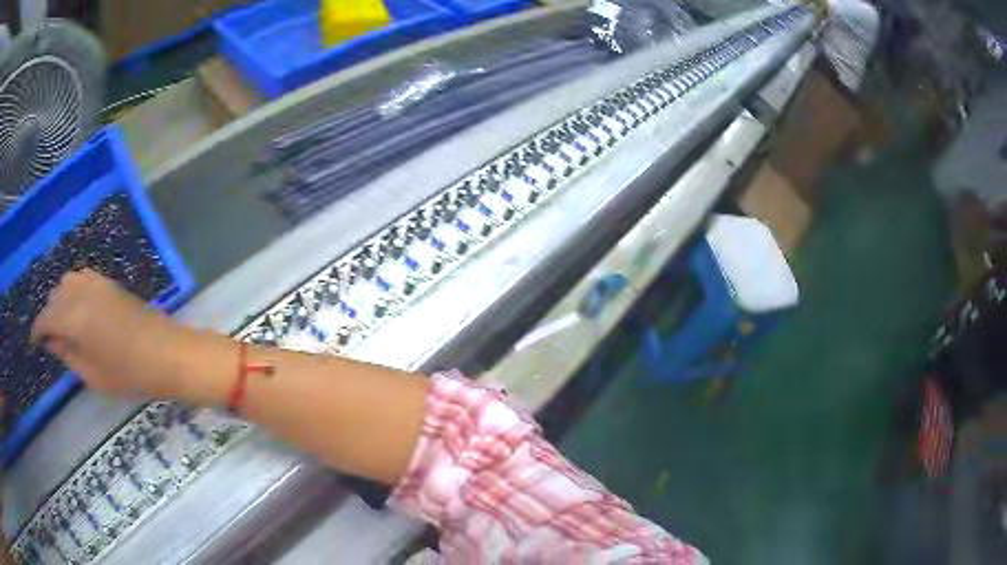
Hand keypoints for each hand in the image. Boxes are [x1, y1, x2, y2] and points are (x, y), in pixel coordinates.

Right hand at [30, 270, 197, 398]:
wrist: (167, 353)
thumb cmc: (129, 374)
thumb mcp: (92, 374)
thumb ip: (67, 353)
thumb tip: (51, 341)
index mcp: (73, 316)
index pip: (46, 316)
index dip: (37, 329)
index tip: (34, 341)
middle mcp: (81, 291)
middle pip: (55, 296)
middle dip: (49, 315)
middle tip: (51, 339)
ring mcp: (97, 281)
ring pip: (67, 283)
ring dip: (60, 301)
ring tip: (65, 326)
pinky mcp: (109, 281)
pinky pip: (82, 278)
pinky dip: (74, 291)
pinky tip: (79, 311)